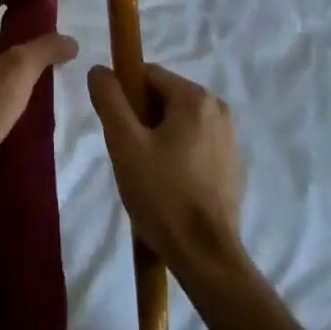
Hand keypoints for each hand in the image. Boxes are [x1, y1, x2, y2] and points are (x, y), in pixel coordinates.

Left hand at [0, 24, 78, 185]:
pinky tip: (11, 124)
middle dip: (19, 68)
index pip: (2, 30)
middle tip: (44, 83)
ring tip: (32, 106)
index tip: (47, 57)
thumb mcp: (21, 68)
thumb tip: (71, 41)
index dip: (27, 41)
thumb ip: (46, 49)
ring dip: (7, 91)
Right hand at [88, 64, 245, 278]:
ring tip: (145, 176)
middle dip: (140, 120)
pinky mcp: (231, 164)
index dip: (124, 96)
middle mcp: (217, 108)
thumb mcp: (125, 144)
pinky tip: (166, 188)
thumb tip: (99, 70)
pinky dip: (175, 156)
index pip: (147, 75)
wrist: (207, 259)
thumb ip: (109, 100)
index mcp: (195, 97)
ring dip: (156, 140)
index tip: (115, 129)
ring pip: (176, 123)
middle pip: (163, 98)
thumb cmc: (163, 196)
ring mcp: (228, 137)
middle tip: (128, 156)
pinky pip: (193, 144)